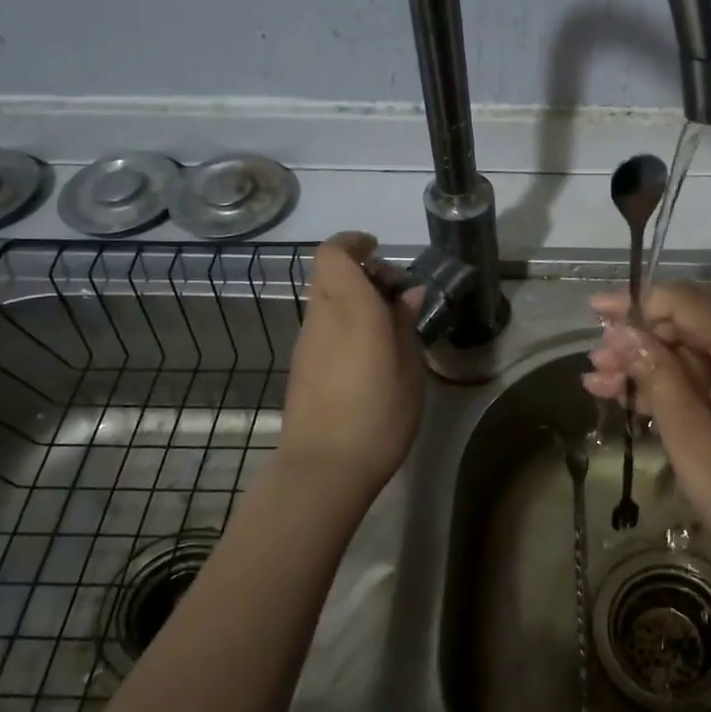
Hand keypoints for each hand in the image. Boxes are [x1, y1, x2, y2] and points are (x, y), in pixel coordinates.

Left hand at [279, 232, 423, 499]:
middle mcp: (322, 318)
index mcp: (351, 309)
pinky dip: (343, 322)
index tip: (380, 250)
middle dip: (359, 271)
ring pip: (324, 300)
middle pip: (328, 274)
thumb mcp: (409, 370)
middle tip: (393, 292)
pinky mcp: (301, 367)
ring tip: (387, 325)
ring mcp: (306, 343)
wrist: (323, 469)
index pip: (334, 254)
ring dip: (351, 298)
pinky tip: (368, 353)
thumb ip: (404, 326)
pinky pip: (322, 327)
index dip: (353, 242)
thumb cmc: (378, 416)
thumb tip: (407, 295)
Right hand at [582, 282, 710, 596]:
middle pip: (691, 326)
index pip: (686, 302)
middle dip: (639, 342)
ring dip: (650, 367)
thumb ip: (654, 373)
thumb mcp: (687, 431)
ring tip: (599, 384)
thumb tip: (620, 330)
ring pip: (697, 354)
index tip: (595, 313)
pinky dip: (675, 386)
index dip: (637, 304)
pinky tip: (630, 397)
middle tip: (594, 364)